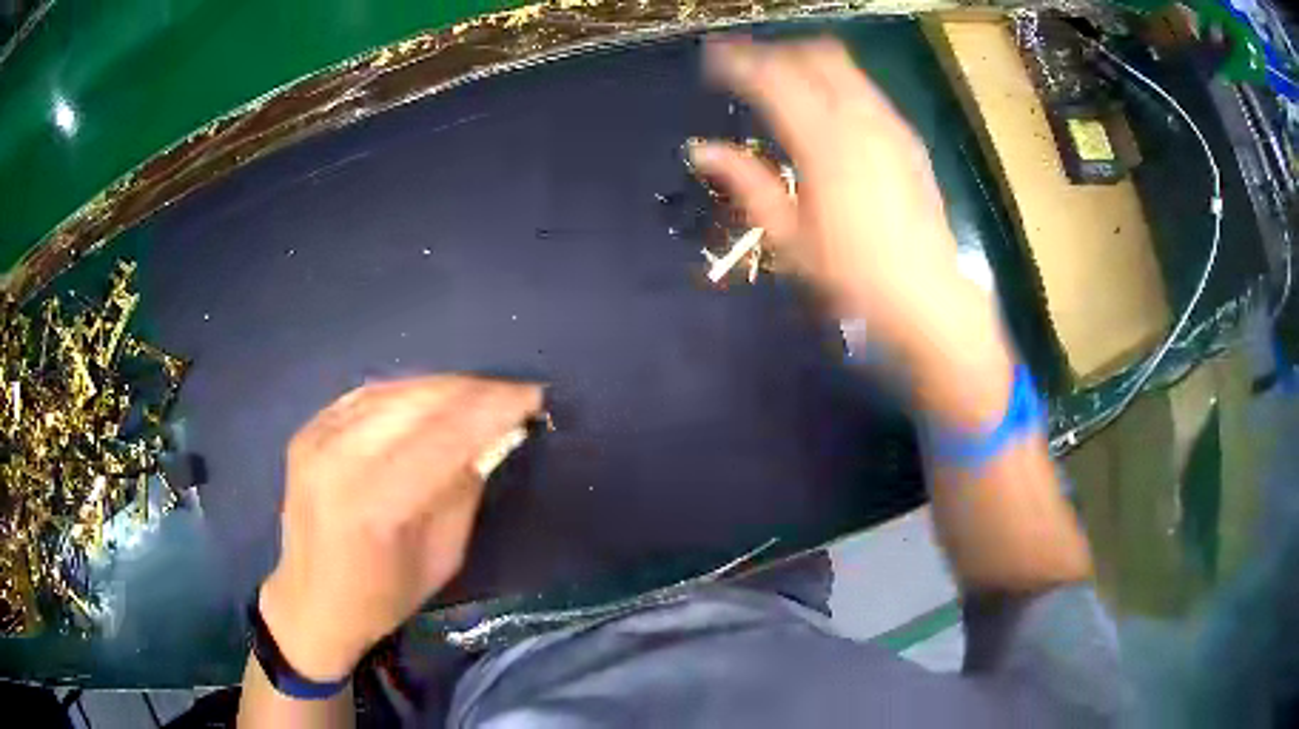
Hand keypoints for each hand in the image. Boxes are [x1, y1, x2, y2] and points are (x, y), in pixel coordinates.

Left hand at [258, 375, 542, 680]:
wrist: (311, 602)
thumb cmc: (383, 597)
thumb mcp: (442, 556)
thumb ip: (464, 489)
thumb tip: (492, 436)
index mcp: (375, 505)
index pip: (445, 436)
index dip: (493, 409)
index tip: (532, 396)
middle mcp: (339, 459)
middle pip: (418, 403)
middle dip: (473, 392)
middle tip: (512, 394)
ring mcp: (317, 439)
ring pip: (394, 391)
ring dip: (444, 388)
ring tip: (479, 394)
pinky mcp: (308, 430)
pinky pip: (367, 396)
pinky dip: (407, 393)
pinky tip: (432, 398)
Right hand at [689, 36, 1012, 424]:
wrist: (926, 298)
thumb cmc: (853, 277)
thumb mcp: (790, 237)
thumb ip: (748, 183)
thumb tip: (702, 149)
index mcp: (824, 143)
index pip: (773, 79)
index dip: (739, 62)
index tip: (713, 59)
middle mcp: (860, 120)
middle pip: (813, 56)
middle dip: (776, 53)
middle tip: (747, 67)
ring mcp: (890, 125)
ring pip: (845, 67)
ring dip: (808, 62)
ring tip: (782, 80)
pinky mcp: (908, 138)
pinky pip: (867, 90)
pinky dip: (839, 82)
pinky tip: (827, 108)